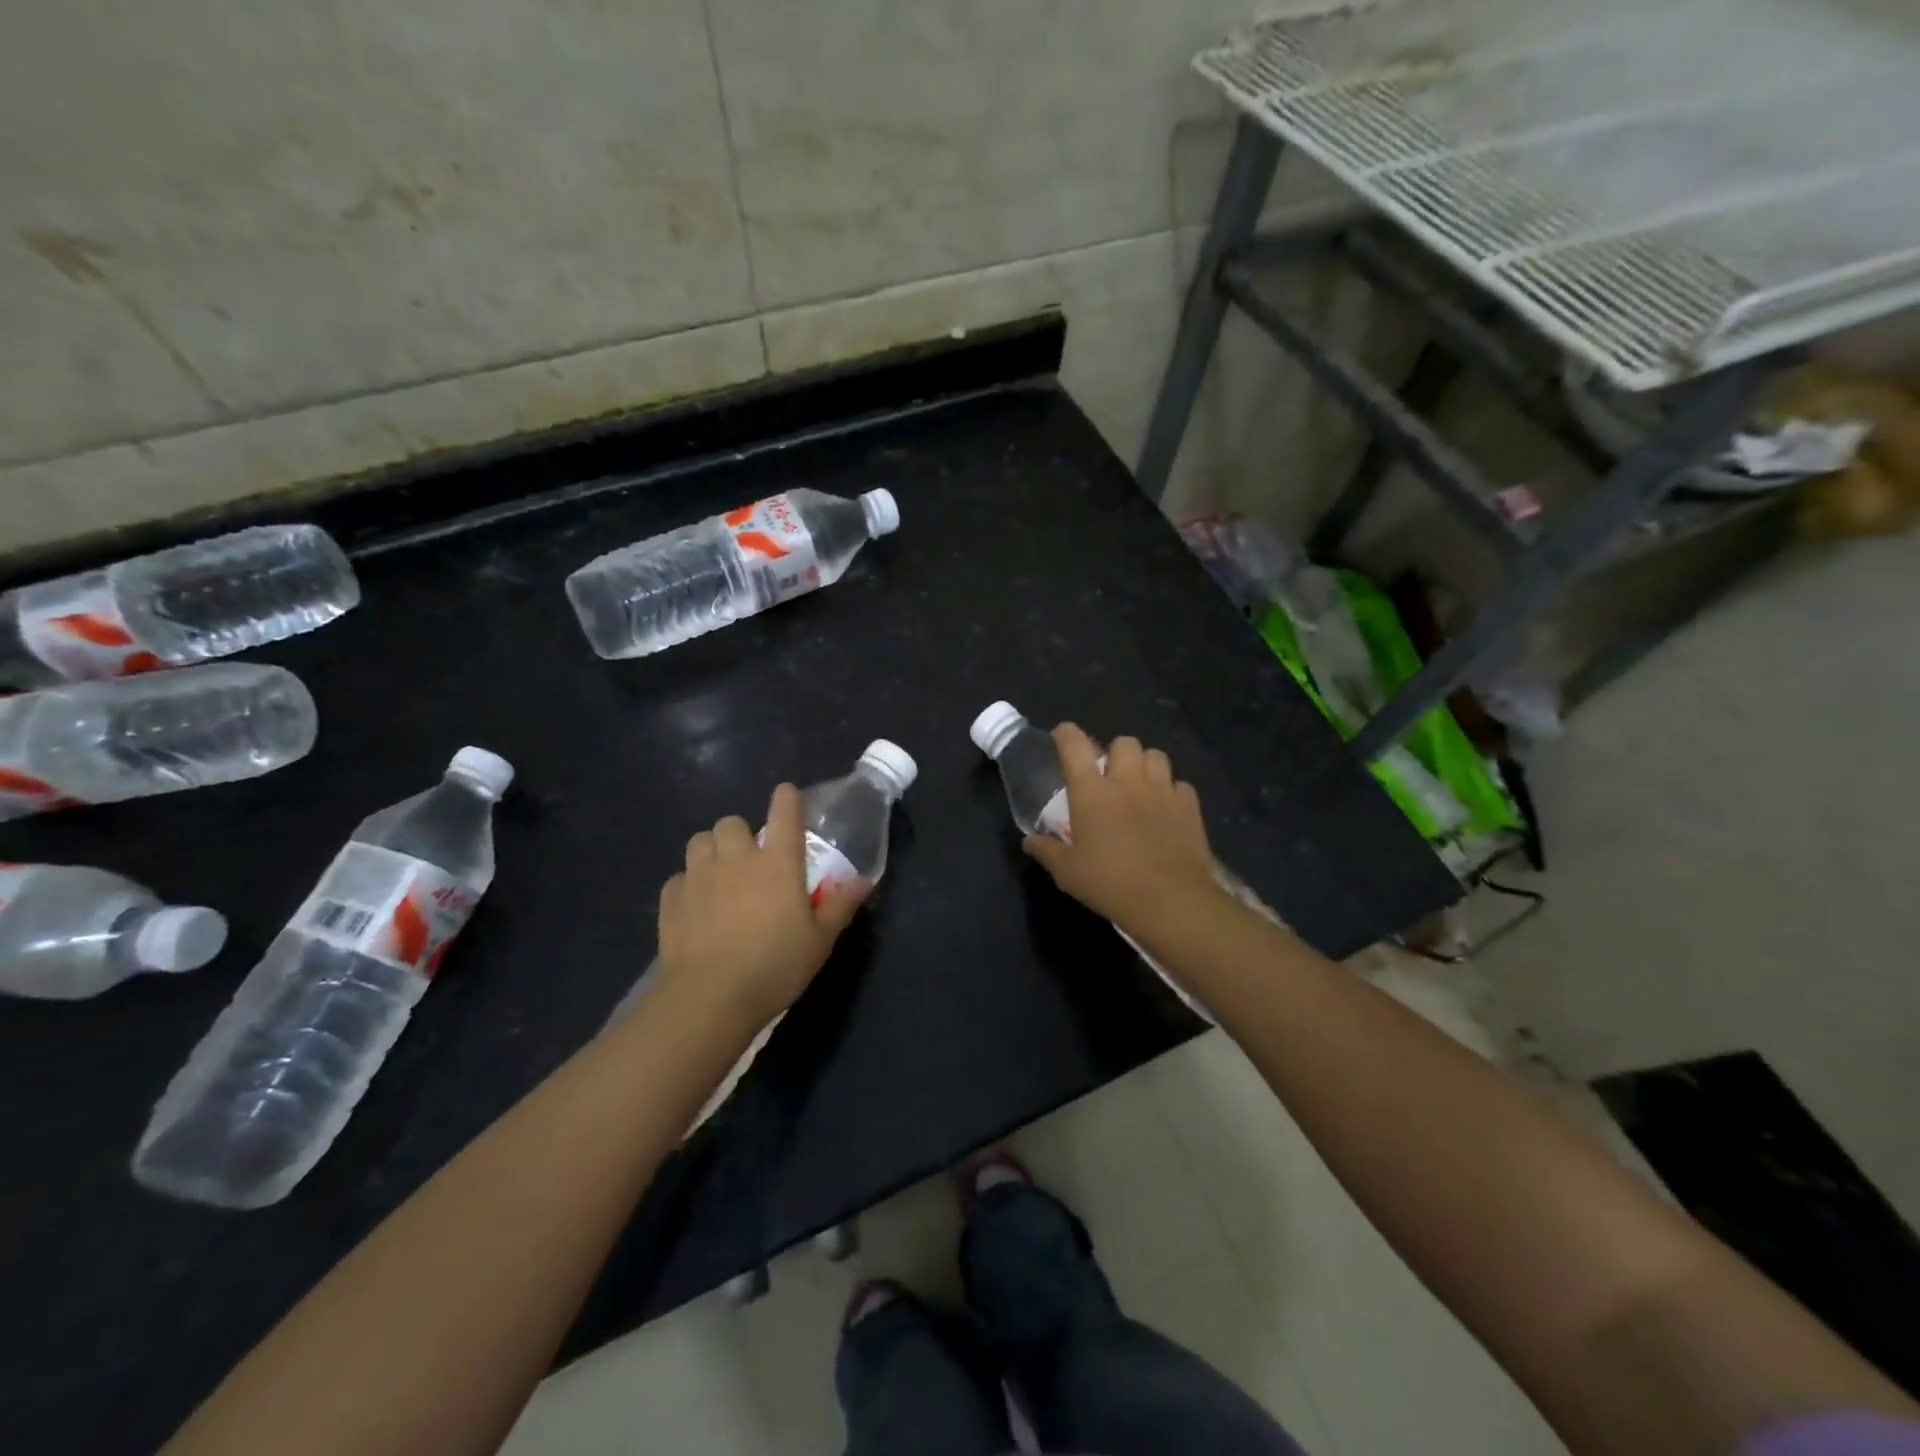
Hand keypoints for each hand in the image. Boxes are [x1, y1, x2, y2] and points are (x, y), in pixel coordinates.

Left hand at [656, 783, 867, 1030]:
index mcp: (778, 862)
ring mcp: (700, 876)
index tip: (788, 799)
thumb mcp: (820, 941)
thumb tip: (862, 880)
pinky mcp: (672, 899)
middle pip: (733, 822)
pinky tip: (696, 907)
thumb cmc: (775, 966)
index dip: (787, 799)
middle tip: (750, 860)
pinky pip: (679, 877)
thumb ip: (840, 905)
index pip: (784, 810)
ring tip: (720, 875)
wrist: (710, 998)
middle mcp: (737, 858)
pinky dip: (689, 884)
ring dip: (712, 851)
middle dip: (741, 834)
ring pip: (700, 840)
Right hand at [1022, 724, 1227, 941]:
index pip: (1074, 745)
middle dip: (1115, 751)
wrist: (1170, 900)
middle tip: (1110, 774)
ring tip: (1140, 784)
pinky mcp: (1189, 805)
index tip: (1062, 736)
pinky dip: (1171, 790)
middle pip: (1124, 742)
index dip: (1066, 734)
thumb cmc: (1110, 883)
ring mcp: (1162, 790)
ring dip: (1145, 764)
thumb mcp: (1068, 873)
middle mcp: (1126, 781)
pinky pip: (1180, 784)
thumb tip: (1029, 841)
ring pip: (1156, 755)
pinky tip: (1166, 808)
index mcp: (1091, 791)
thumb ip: (1047, 851)